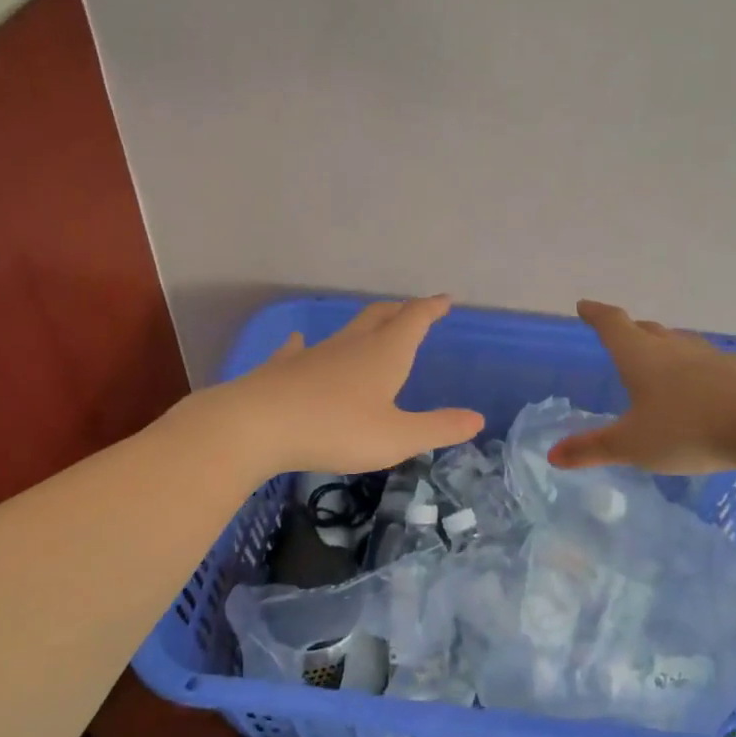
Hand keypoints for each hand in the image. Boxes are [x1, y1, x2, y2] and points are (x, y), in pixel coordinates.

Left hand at [223, 296, 483, 474]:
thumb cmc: (336, 429)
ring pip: (347, 330)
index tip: (445, 299)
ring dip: (365, 325)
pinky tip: (301, 342)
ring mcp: (316, 352)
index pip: (415, 319)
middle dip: (402, 310)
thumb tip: (477, 418)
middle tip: (414, 309)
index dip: (432, 308)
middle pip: (381, 316)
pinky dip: (309, 344)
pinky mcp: (286, 367)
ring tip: (373, 326)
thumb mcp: (397, 437)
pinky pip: (302, 348)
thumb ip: (438, 428)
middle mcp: (352, 344)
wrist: (258, 424)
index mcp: (385, 354)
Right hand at [549, 300, 735, 474]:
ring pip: (680, 344)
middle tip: (620, 334)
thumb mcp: (632, 445)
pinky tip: (704, 383)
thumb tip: (552, 455)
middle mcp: (674, 349)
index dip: (595, 314)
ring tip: (659, 357)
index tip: (584, 306)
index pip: (612, 324)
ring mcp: (711, 358)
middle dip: (630, 330)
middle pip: (648, 330)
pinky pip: (709, 363)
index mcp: (641, 357)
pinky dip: (697, 369)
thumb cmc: (688, 428)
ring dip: (665, 347)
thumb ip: (592, 449)